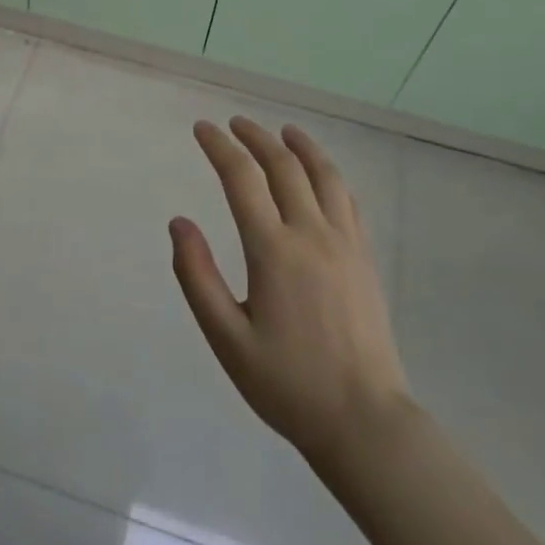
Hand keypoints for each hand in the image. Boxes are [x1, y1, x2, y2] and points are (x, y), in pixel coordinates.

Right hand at [171, 117, 409, 471]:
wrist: (364, 421)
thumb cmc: (287, 383)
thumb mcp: (227, 339)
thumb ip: (197, 277)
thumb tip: (179, 223)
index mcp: (273, 251)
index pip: (242, 179)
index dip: (219, 147)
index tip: (202, 129)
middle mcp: (312, 234)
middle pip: (284, 166)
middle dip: (256, 137)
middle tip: (234, 124)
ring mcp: (345, 243)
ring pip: (323, 175)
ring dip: (300, 146)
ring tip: (283, 130)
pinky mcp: (365, 257)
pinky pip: (347, 199)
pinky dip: (329, 174)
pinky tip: (321, 175)